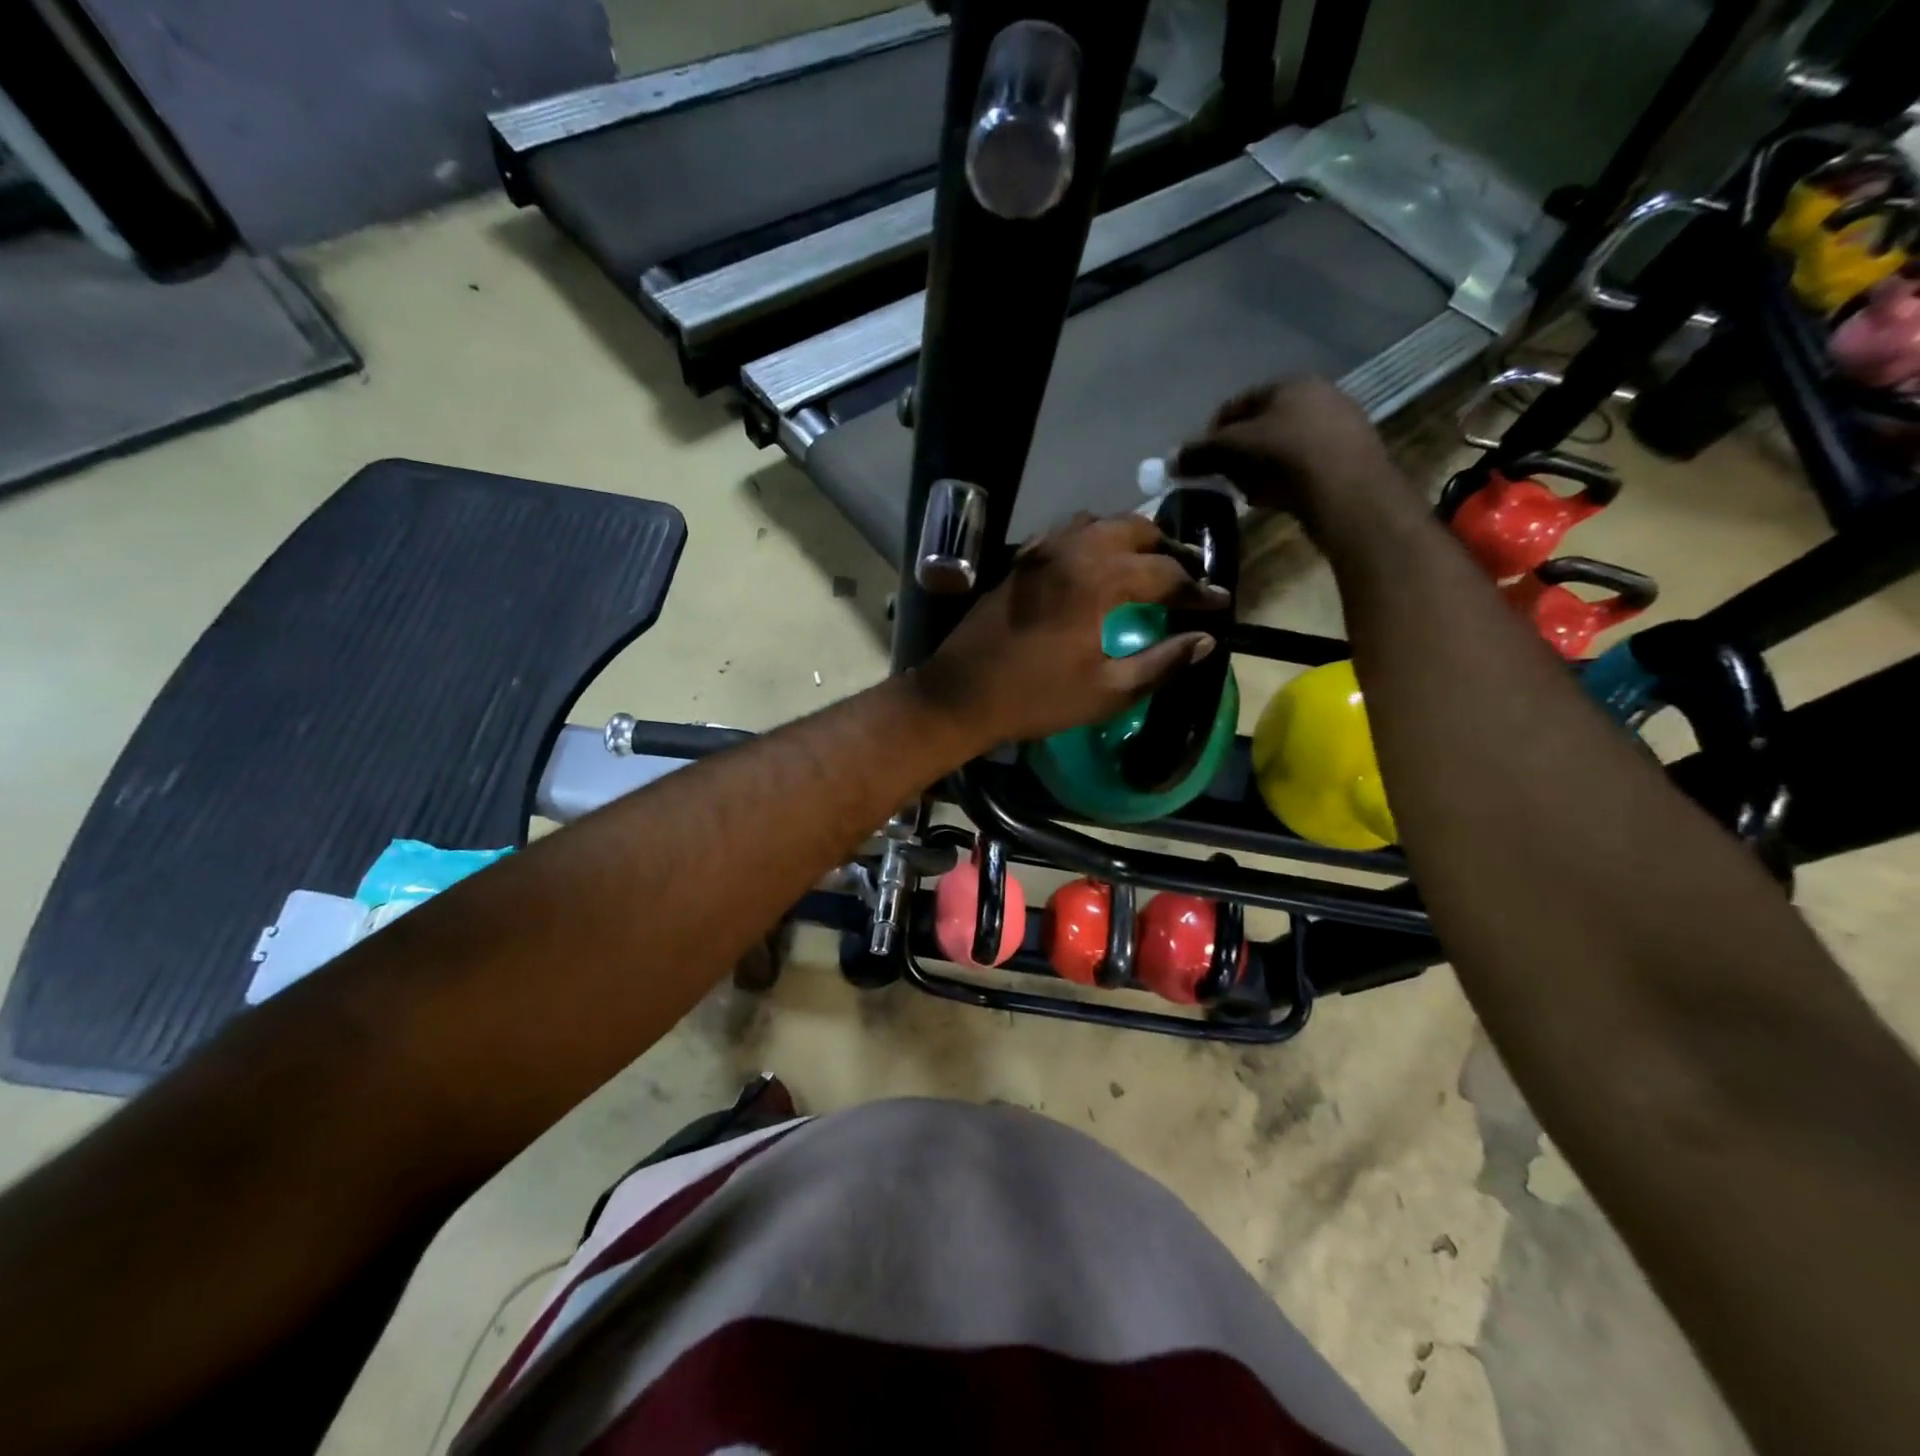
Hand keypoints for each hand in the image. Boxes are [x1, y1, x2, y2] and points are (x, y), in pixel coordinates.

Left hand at [913, 514, 1228, 744]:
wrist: (961, 694)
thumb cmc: (1036, 698)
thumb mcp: (1107, 691)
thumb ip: (1161, 663)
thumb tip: (1205, 641)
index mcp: (1099, 581)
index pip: (1165, 574)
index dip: (1197, 590)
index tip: (1219, 604)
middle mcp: (1073, 551)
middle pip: (1136, 531)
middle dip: (1168, 551)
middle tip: (1188, 577)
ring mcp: (1042, 551)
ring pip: (1100, 523)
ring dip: (1130, 538)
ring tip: (1148, 564)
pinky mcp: (1021, 560)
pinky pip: (1066, 532)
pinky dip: (1092, 538)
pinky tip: (1096, 561)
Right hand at [1172, 377, 1413, 535]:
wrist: (1348, 490)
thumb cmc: (1286, 456)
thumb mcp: (1234, 449)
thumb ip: (1200, 452)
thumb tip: (1170, 461)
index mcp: (1290, 383)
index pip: (1237, 404)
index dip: (1213, 433)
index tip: (1200, 461)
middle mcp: (1318, 394)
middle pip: (1261, 425)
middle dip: (1238, 452)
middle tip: (1224, 478)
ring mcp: (1338, 424)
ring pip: (1282, 445)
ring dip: (1260, 467)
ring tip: (1250, 492)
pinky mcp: (1349, 455)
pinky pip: (1303, 464)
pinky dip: (1285, 477)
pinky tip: (1278, 497)